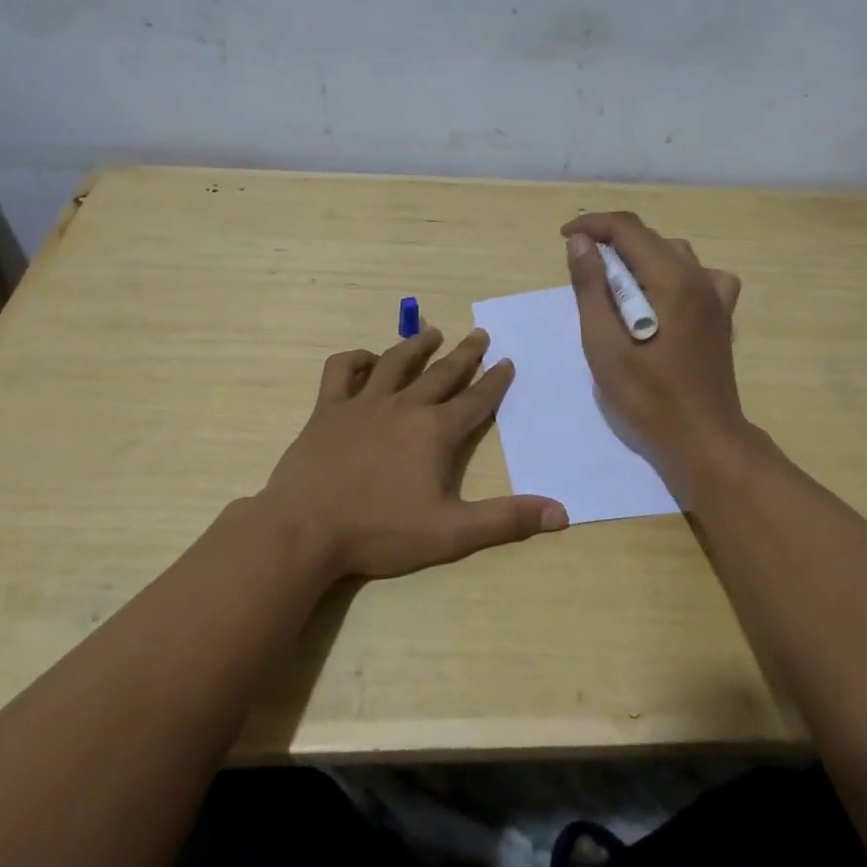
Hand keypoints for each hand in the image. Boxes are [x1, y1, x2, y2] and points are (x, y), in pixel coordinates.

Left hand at [256, 326, 567, 579]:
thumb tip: (561, 513)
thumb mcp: (451, 533)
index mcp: (435, 432)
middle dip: (465, 354)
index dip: (495, 382)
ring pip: (396, 362)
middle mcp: (404, 406)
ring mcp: (363, 403)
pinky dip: (356, 359)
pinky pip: (342, 370)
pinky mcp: (328, 408)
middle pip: (442, 373)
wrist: (305, 529)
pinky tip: (367, 360)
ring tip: (433, 333)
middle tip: (480, 335)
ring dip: (417, 345)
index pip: (475, 400)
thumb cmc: (380, 532)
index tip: (507, 361)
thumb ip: (505, 521)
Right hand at [562, 212, 746, 473]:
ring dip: (640, 258)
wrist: (703, 439)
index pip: (627, 229)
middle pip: (650, 238)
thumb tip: (581, 242)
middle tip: (582, 269)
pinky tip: (663, 297)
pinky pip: (700, 276)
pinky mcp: (722, 316)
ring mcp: (716, 296)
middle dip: (611, 243)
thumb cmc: (647, 396)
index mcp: (671, 278)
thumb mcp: (604, 344)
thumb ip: (591, 288)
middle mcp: (699, 276)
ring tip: (615, 285)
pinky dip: (674, 274)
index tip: (565, 238)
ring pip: (674, 253)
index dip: (592, 225)